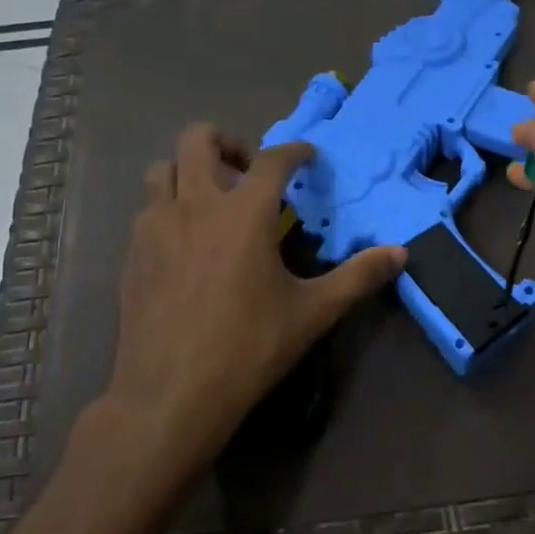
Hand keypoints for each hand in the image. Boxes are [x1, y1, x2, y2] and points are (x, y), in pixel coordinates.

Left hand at [100, 125, 405, 487]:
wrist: (171, 393)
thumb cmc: (248, 348)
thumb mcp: (312, 313)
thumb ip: (358, 277)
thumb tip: (401, 253)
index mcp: (244, 213)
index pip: (272, 159)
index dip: (294, 151)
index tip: (307, 157)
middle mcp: (195, 205)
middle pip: (198, 140)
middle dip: (227, 142)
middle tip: (248, 173)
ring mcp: (156, 226)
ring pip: (163, 169)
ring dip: (190, 171)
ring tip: (212, 201)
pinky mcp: (133, 252)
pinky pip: (148, 209)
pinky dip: (169, 207)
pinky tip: (186, 243)